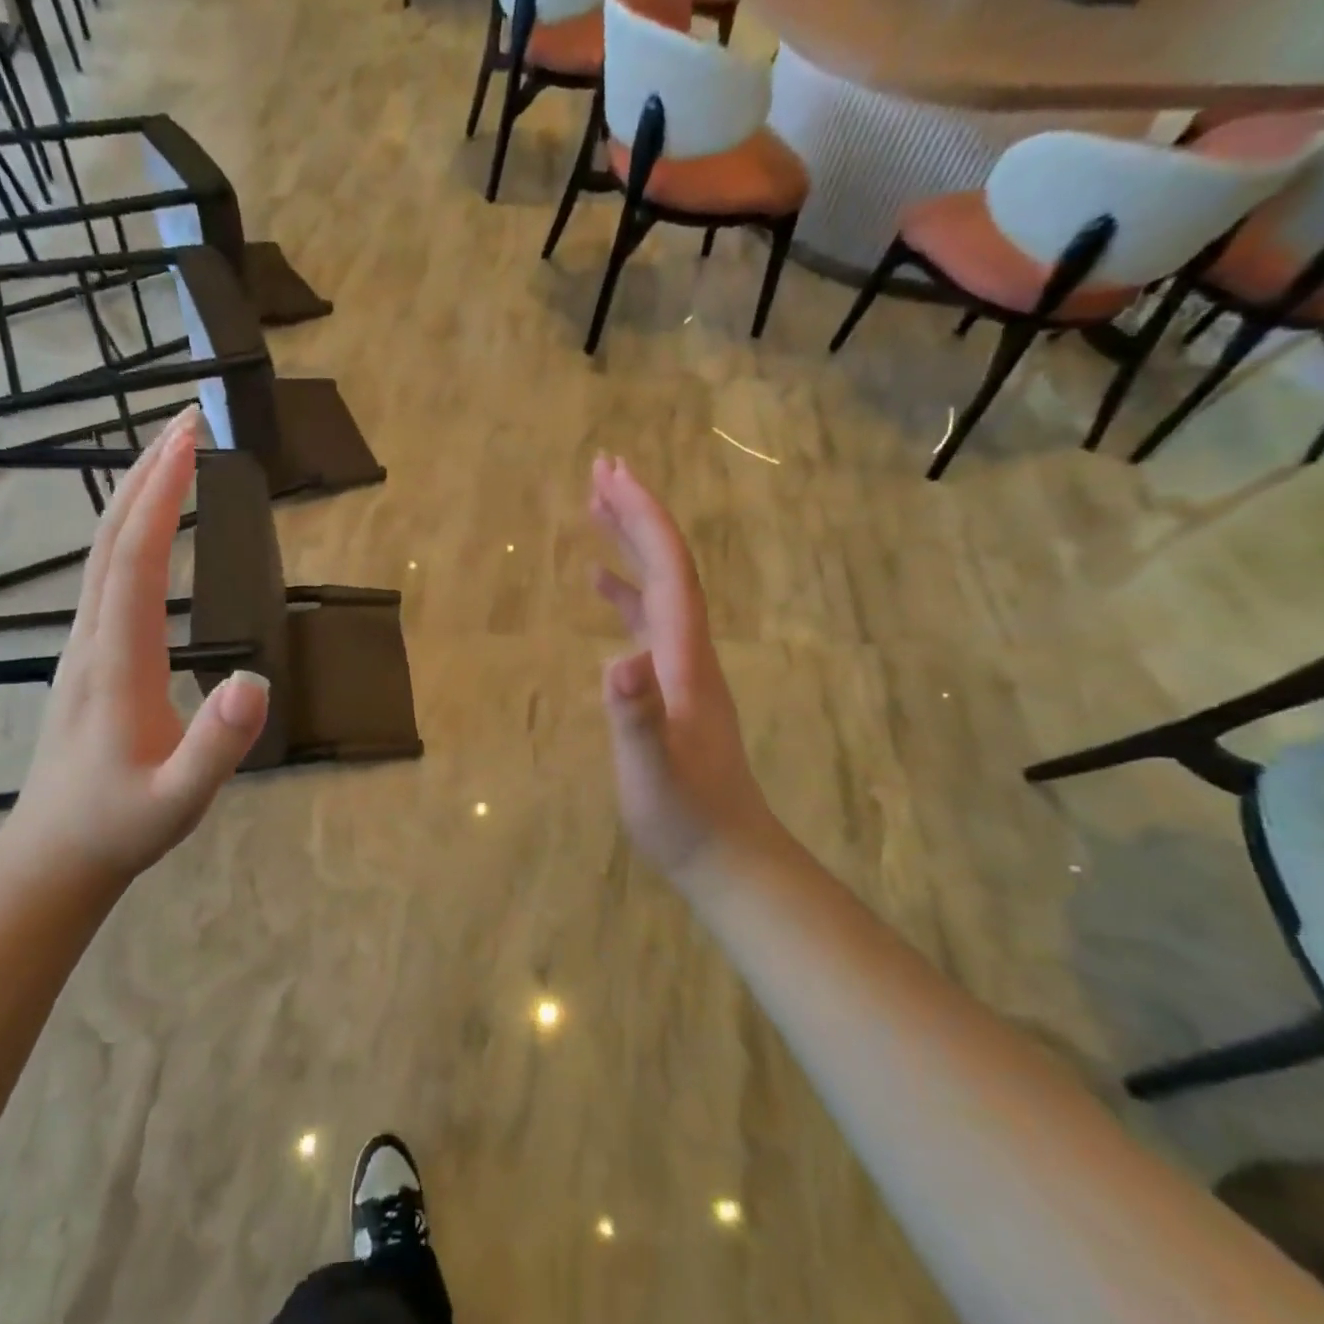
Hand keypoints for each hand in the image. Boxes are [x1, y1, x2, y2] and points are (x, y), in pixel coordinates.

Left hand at [4, 408, 269, 879]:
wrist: (55, 856)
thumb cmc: (122, 824)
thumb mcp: (181, 799)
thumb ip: (218, 746)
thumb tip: (258, 681)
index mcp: (117, 661)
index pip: (135, 559)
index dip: (161, 496)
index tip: (189, 440)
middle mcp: (91, 639)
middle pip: (110, 538)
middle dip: (147, 473)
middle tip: (186, 419)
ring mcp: (84, 646)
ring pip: (102, 553)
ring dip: (135, 496)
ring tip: (173, 455)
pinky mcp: (91, 656)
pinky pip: (107, 576)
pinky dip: (130, 531)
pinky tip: (149, 527)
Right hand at [590, 454, 779, 874]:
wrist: (728, 854)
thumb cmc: (686, 816)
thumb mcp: (652, 773)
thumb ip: (637, 719)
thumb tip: (618, 661)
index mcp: (684, 656)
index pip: (668, 570)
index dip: (643, 519)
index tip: (613, 474)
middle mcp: (689, 649)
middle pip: (666, 565)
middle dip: (636, 513)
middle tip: (601, 469)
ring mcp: (683, 666)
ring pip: (657, 587)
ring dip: (630, 543)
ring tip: (595, 507)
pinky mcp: (672, 684)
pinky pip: (647, 619)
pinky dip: (624, 591)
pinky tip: (600, 586)